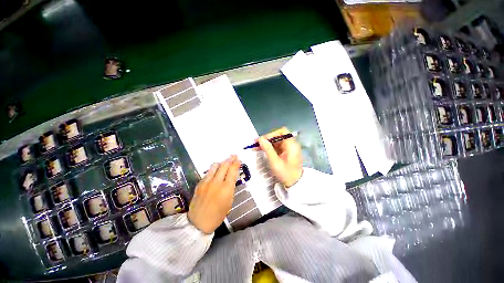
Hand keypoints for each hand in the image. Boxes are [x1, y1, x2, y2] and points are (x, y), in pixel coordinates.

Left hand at [188, 155, 240, 233]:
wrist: (199, 222)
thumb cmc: (218, 215)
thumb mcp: (229, 201)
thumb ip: (230, 187)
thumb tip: (231, 176)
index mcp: (226, 188)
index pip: (232, 171)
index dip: (236, 163)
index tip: (238, 159)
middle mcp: (216, 182)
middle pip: (224, 165)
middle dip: (230, 159)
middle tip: (233, 155)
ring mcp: (206, 182)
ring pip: (215, 166)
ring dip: (221, 162)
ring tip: (225, 161)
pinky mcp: (199, 183)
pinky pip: (208, 172)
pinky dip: (214, 169)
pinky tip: (216, 171)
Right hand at [258, 127, 302, 187]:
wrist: (294, 184)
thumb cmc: (286, 174)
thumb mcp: (275, 162)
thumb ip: (268, 149)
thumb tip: (260, 139)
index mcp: (291, 145)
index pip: (282, 132)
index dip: (272, 134)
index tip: (262, 140)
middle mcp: (290, 144)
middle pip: (278, 136)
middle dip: (267, 139)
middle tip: (256, 143)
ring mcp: (288, 148)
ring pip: (275, 141)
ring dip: (266, 143)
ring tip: (256, 146)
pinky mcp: (285, 152)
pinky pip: (276, 146)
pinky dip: (269, 147)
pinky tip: (261, 149)